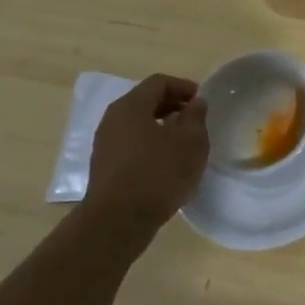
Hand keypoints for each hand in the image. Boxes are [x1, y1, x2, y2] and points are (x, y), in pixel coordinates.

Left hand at [85, 74, 209, 239]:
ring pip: (136, 124)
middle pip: (144, 101)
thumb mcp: (190, 142)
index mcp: (131, 106)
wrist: (117, 222)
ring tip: (183, 141)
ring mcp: (104, 144)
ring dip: (161, 126)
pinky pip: (130, 144)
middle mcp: (112, 119)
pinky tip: (166, 163)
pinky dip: (149, 144)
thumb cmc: (158, 174)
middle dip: (172, 105)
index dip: (183, 86)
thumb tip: (195, 103)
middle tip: (194, 118)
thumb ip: (195, 117)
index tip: (201, 100)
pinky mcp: (104, 167)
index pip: (158, 82)